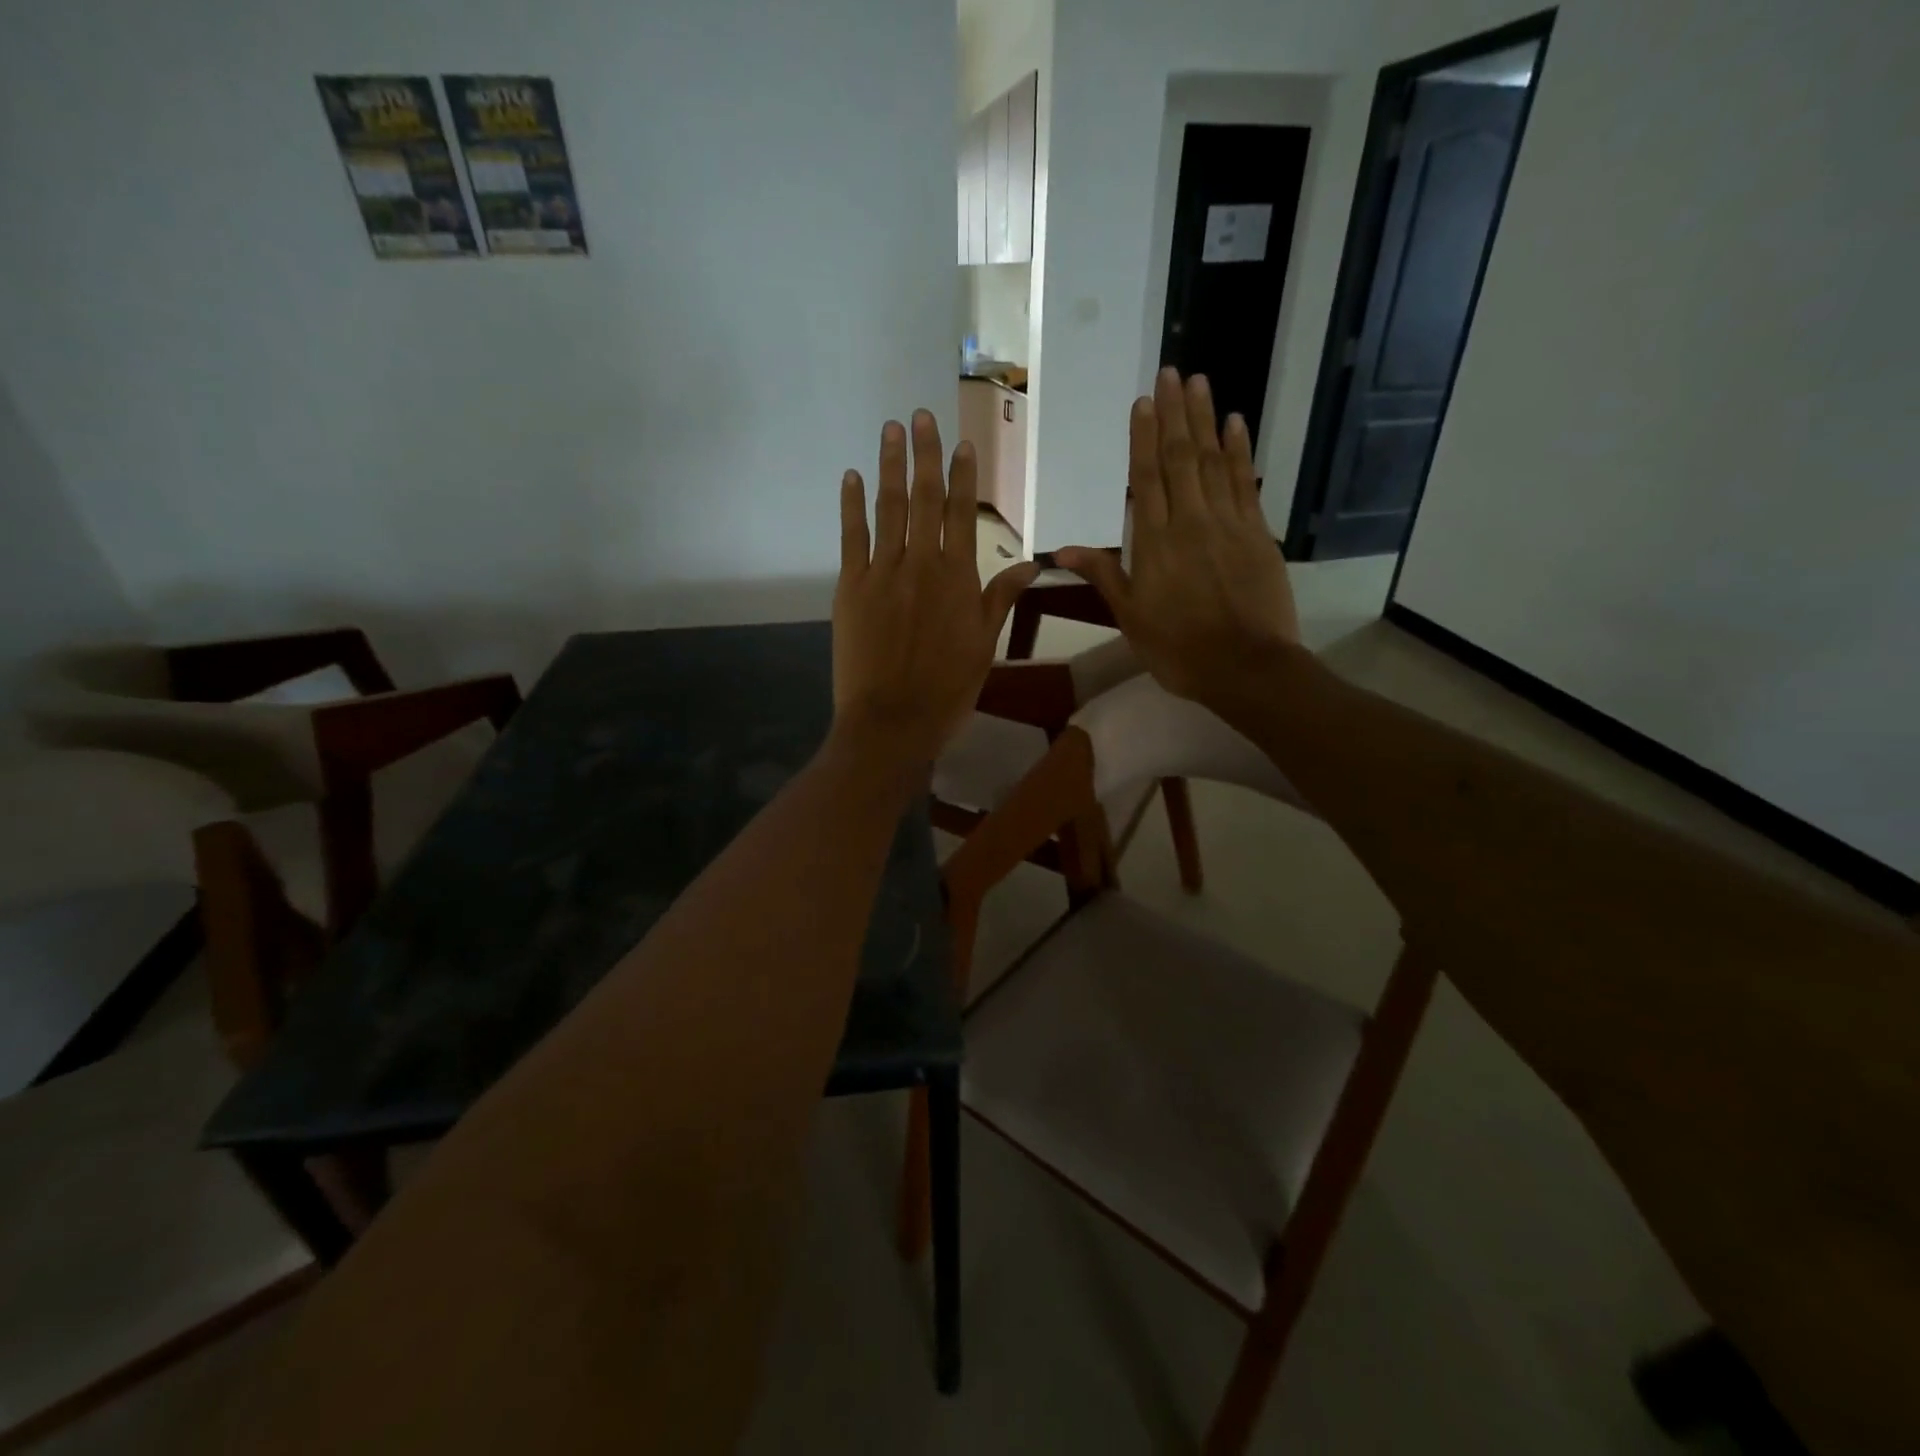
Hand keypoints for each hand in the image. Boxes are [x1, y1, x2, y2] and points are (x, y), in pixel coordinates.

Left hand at [833, 410, 1037, 765]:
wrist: (892, 721)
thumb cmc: (946, 689)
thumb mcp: (984, 646)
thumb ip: (999, 599)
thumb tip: (1031, 565)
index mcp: (958, 579)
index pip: (962, 514)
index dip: (962, 476)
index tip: (962, 443)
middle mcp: (921, 564)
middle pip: (924, 499)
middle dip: (925, 454)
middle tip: (920, 415)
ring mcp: (882, 573)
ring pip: (888, 509)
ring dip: (890, 466)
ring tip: (891, 430)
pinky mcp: (850, 587)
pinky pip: (851, 537)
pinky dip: (851, 505)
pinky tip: (852, 477)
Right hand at [1056, 369, 1299, 707]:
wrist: (1245, 667)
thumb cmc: (1178, 648)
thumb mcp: (1131, 617)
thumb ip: (1103, 574)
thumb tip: (1061, 548)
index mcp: (1155, 543)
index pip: (1146, 478)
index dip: (1143, 438)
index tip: (1142, 401)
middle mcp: (1190, 521)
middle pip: (1180, 458)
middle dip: (1174, 414)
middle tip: (1171, 372)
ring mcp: (1228, 523)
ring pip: (1213, 461)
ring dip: (1205, 420)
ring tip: (1198, 382)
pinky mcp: (1258, 532)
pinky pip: (1245, 482)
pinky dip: (1240, 451)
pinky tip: (1236, 423)